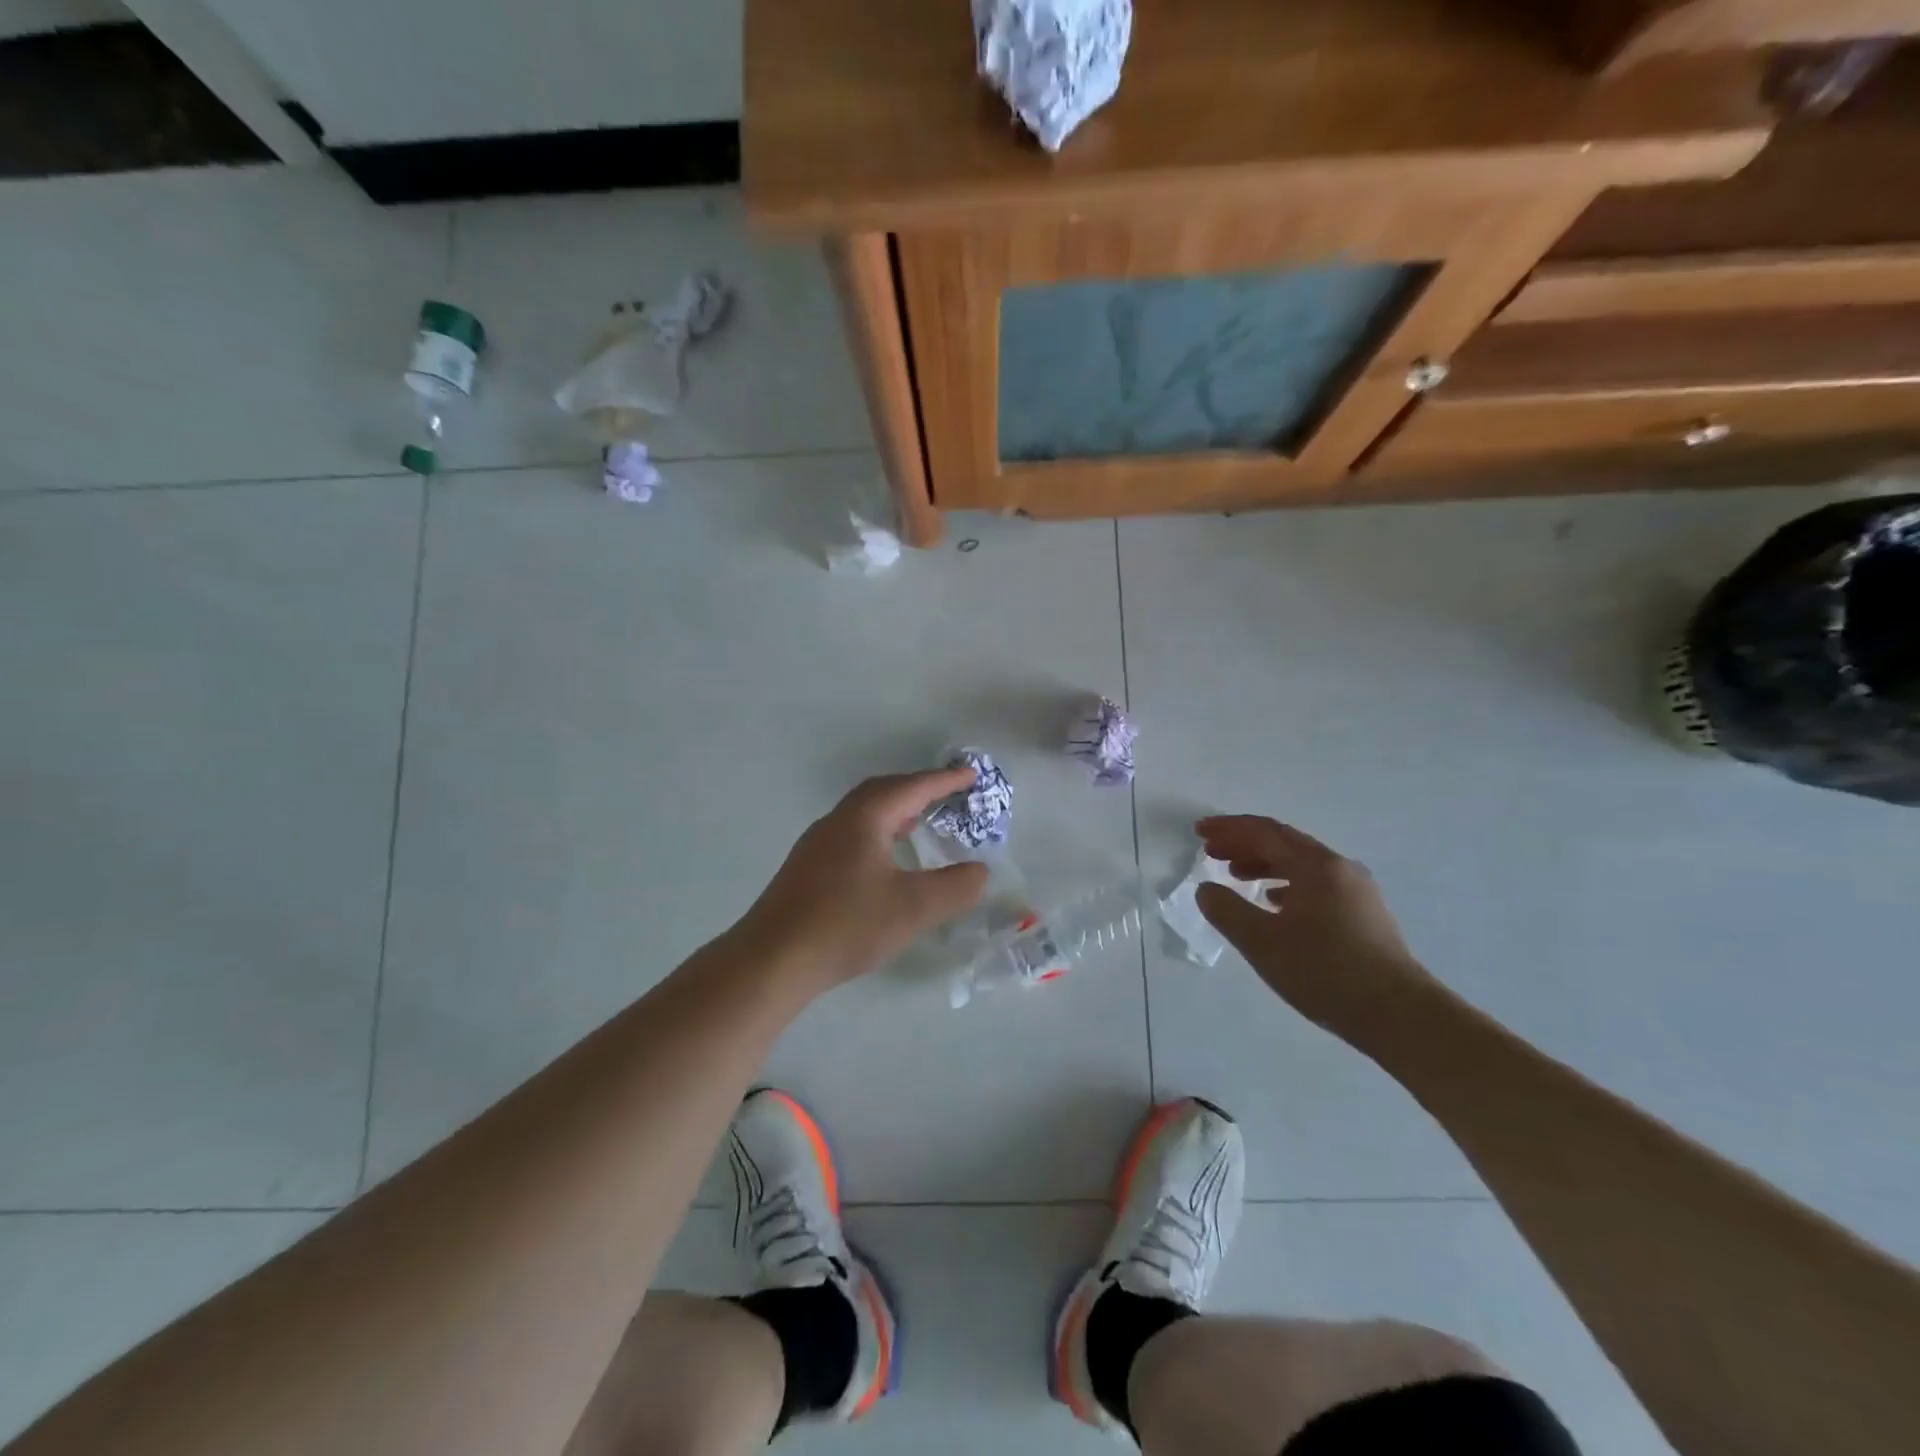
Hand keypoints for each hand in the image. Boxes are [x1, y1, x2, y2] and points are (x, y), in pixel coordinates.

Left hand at [739, 768, 988, 990]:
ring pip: (864, 813)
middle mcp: (838, 821)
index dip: (944, 780)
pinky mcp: (807, 868)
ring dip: (896, 810)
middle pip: (883, 792)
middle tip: (948, 794)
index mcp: (864, 818)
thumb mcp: (913, 908)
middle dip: (918, 788)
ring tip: (920, 821)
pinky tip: (885, 860)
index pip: (911, 787)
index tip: (971, 774)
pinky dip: (879, 831)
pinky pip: (852, 833)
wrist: (773, 959)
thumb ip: (955, 887)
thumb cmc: (846, 925)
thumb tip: (980, 872)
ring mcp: (817, 844)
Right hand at [1194, 816, 1434, 1039]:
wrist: (1399, 1015)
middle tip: (1211, 852)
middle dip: (1244, 844)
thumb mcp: (1262, 942)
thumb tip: (1206, 889)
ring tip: (1235, 875)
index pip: (1264, 832)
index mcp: (1316, 865)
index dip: (1228, 829)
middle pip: (1283, 843)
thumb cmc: (1325, 971)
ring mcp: (1356, 891)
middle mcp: (1339, 868)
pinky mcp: (1364, 915)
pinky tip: (1273, 903)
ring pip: (1301, 865)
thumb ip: (1227, 910)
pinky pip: (1316, 885)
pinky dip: (1286, 885)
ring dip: (1264, 864)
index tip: (1199, 831)